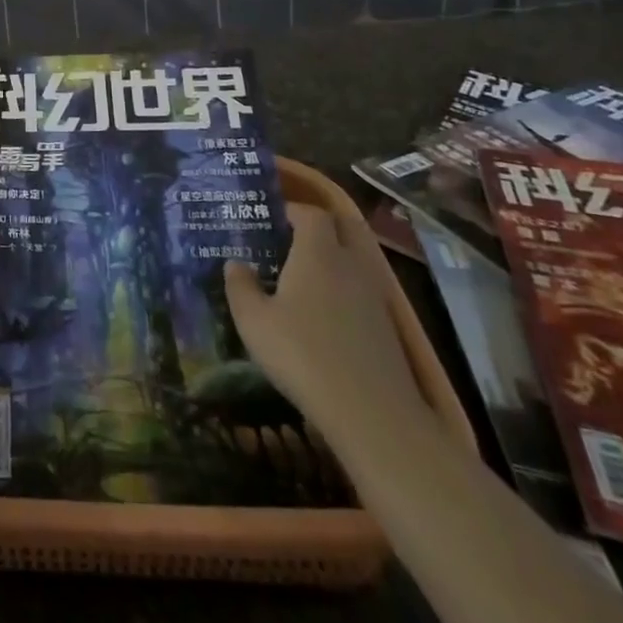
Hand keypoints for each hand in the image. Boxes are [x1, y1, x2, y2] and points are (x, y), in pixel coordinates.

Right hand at [224, 203, 428, 435]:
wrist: (371, 412)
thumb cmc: (302, 354)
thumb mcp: (253, 321)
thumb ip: (240, 286)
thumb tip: (235, 264)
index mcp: (318, 253)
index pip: (311, 214)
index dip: (292, 210)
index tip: (271, 218)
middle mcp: (351, 264)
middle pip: (344, 227)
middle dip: (321, 225)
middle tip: (293, 237)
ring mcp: (374, 295)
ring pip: (356, 258)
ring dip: (335, 256)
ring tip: (305, 275)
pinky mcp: (387, 325)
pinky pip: (364, 288)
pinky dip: (346, 286)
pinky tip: (325, 312)